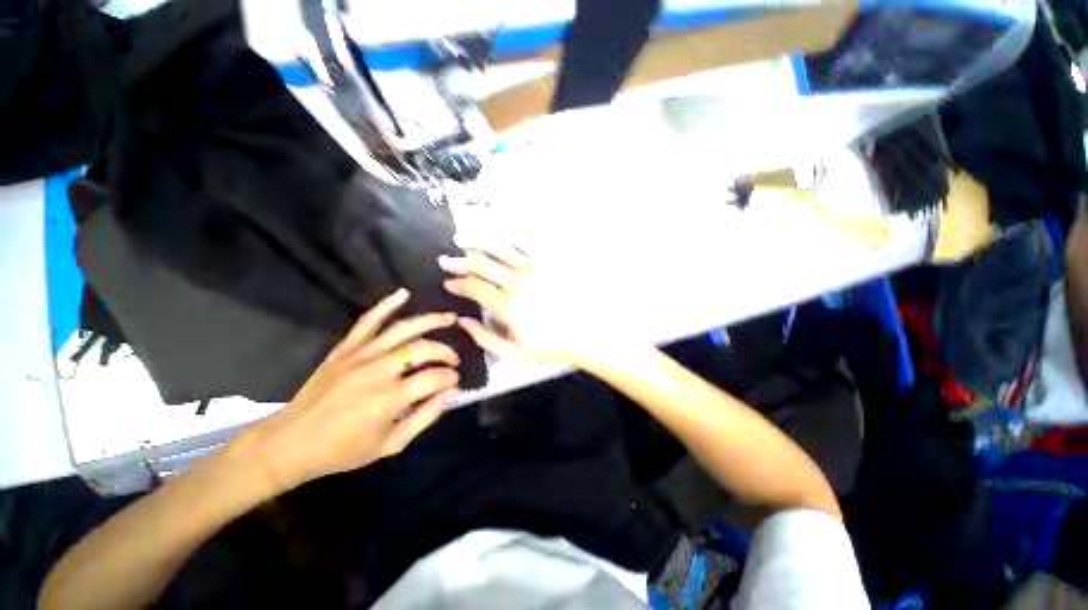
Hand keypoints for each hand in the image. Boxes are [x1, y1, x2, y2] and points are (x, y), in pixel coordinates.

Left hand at [238, 288, 460, 490]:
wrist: (290, 443)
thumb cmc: (343, 451)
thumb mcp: (391, 445)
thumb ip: (425, 417)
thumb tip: (449, 392)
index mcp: (388, 398)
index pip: (434, 377)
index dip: (450, 378)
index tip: (455, 381)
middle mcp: (377, 371)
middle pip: (422, 349)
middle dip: (445, 352)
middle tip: (454, 359)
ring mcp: (359, 355)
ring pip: (402, 329)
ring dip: (430, 320)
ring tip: (449, 317)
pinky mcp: (344, 349)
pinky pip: (368, 321)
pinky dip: (386, 305)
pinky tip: (403, 294)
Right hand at [439, 246, 623, 367]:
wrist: (585, 331)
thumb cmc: (550, 345)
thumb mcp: (514, 353)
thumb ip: (485, 338)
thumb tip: (462, 321)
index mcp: (506, 305)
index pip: (473, 287)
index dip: (457, 284)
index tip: (448, 283)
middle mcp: (516, 282)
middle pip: (480, 264)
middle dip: (459, 262)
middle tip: (446, 260)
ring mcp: (533, 268)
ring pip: (498, 249)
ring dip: (477, 243)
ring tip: (462, 239)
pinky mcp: (547, 262)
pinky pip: (523, 244)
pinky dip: (507, 238)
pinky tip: (498, 236)